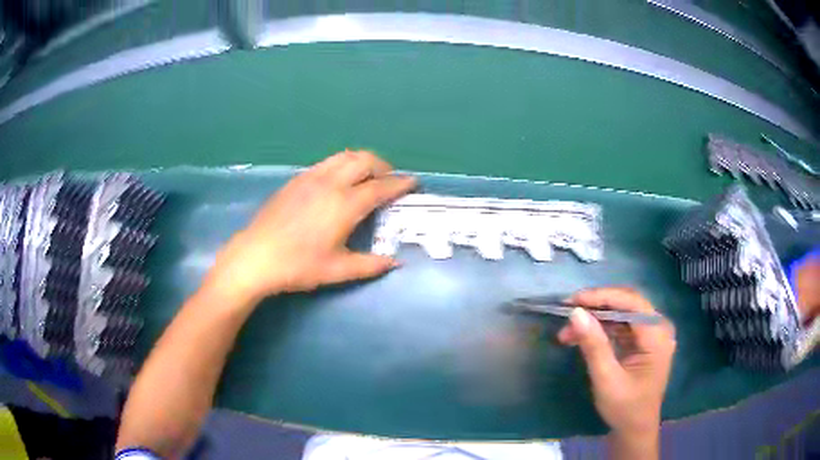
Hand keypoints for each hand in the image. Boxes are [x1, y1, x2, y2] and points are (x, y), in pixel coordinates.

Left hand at [205, 150, 415, 304]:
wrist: (255, 257)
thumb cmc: (298, 265)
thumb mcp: (337, 270)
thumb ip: (370, 265)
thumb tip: (395, 263)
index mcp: (345, 204)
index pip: (380, 187)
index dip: (400, 183)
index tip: (413, 181)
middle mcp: (331, 183)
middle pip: (364, 160)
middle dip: (383, 166)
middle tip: (389, 180)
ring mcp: (311, 177)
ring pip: (344, 156)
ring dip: (362, 161)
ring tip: (367, 176)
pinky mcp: (296, 180)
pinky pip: (327, 162)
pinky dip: (342, 164)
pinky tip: (338, 181)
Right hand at [557, 287, 675, 441]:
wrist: (635, 429)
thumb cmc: (624, 408)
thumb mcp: (606, 379)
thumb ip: (594, 345)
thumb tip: (575, 313)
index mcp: (657, 335)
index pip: (631, 303)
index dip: (602, 297)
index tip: (572, 301)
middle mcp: (659, 327)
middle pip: (627, 303)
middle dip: (596, 306)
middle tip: (567, 312)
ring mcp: (652, 333)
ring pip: (622, 313)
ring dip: (595, 319)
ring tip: (567, 332)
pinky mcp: (643, 341)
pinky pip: (621, 325)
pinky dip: (601, 329)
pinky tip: (581, 336)